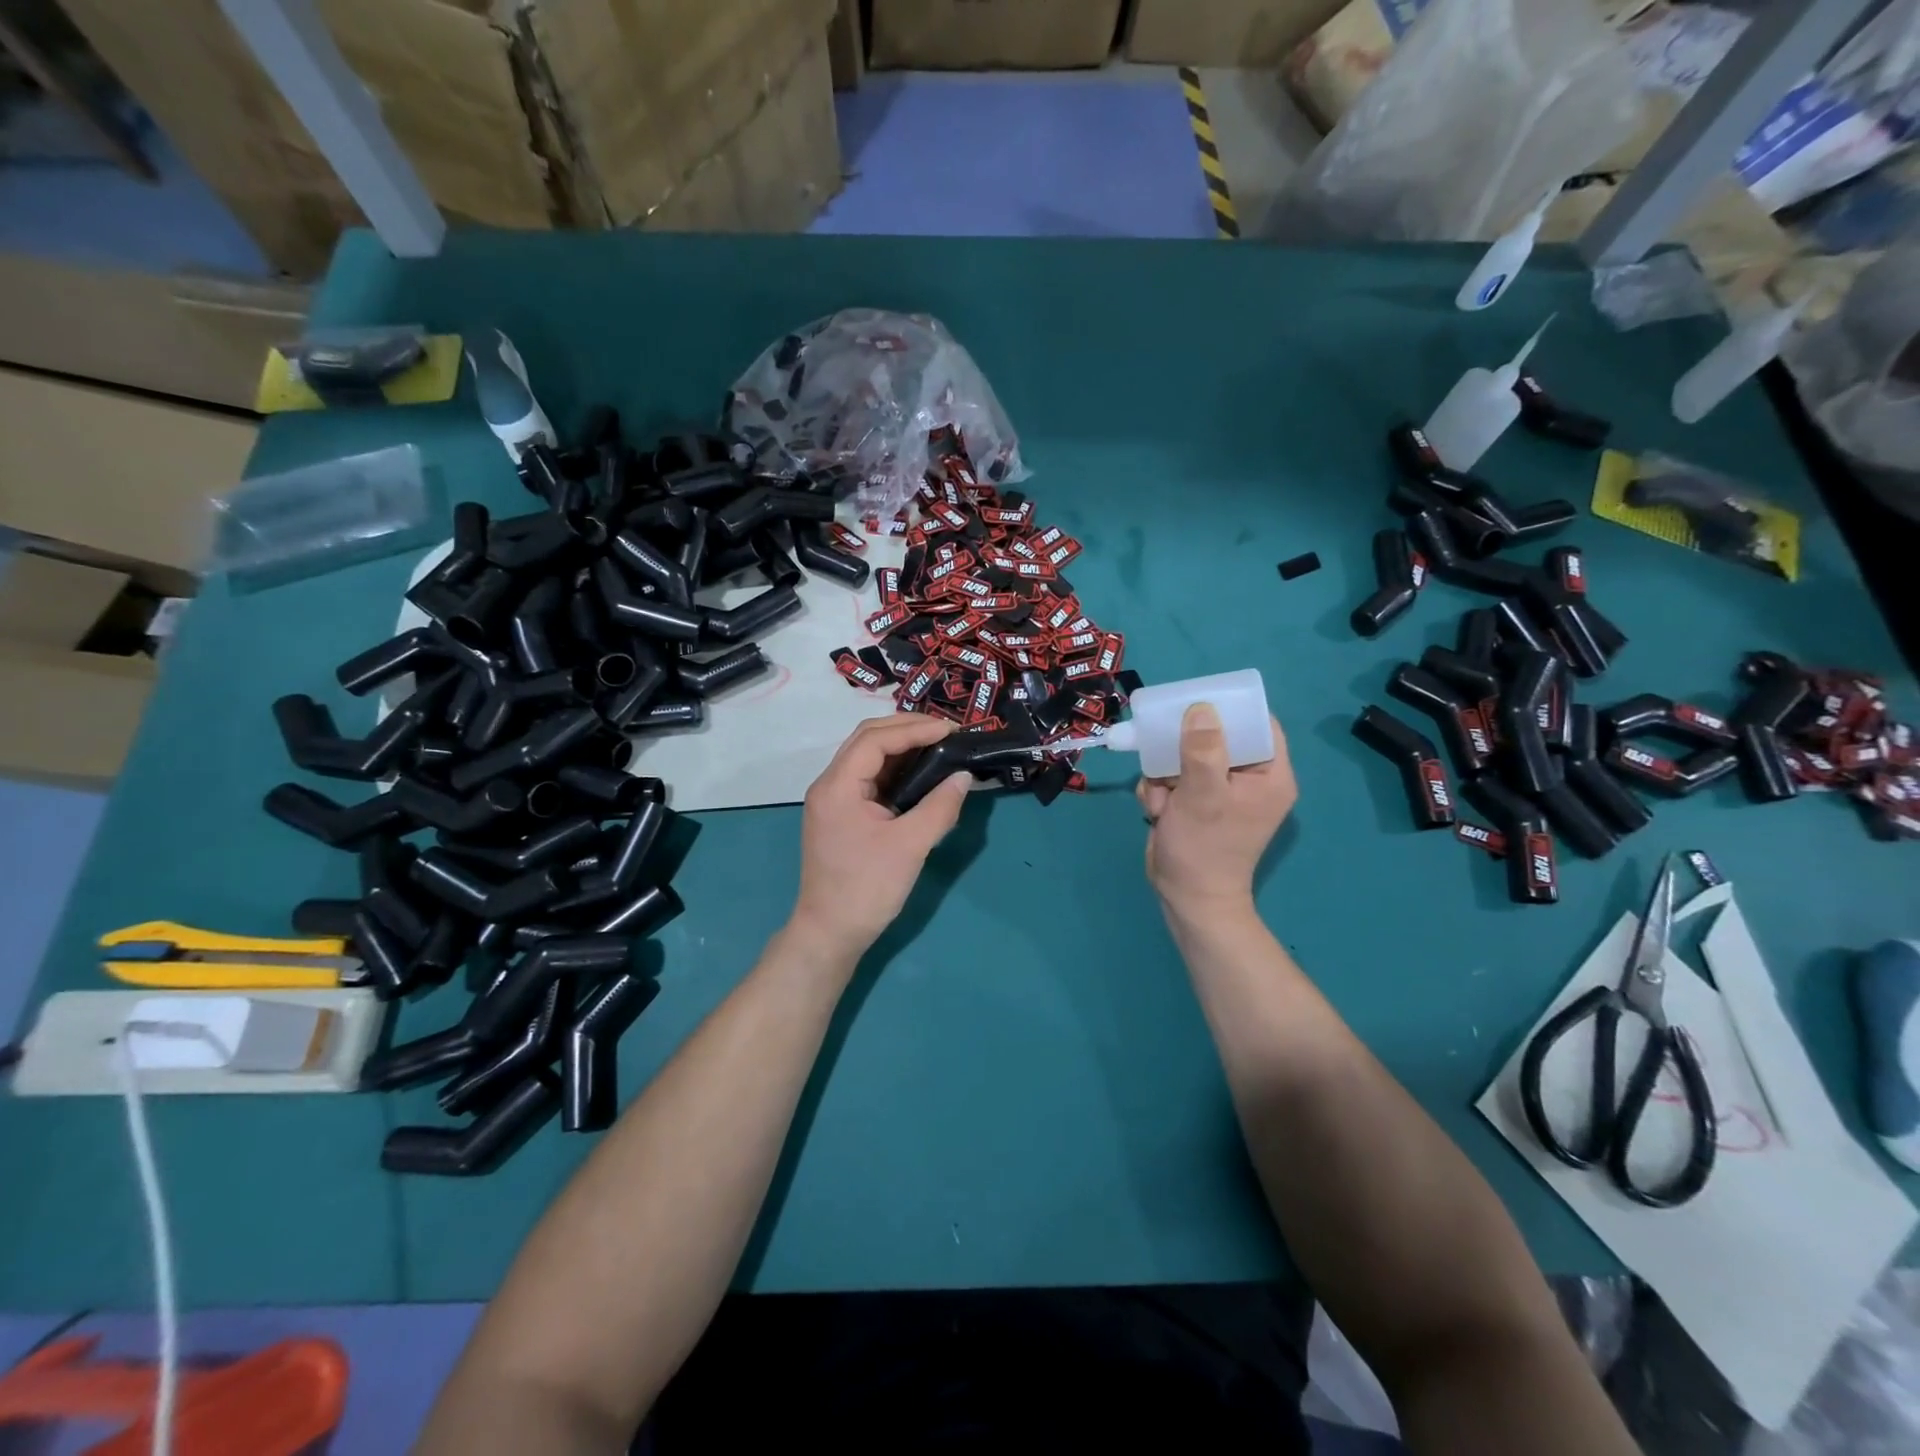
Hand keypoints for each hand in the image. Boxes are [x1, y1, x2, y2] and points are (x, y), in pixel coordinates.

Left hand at [789, 715, 971, 963]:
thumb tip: (964, 777)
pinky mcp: (842, 815)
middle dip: (907, 729)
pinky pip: (869, 778)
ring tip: (939, 745)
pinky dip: (895, 769)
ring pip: (867, 757)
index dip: (915, 729)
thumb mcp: (910, 846)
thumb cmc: (867, 889)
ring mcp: (833, 800)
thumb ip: (939, 807)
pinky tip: (920, 773)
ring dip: (901, 746)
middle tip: (947, 732)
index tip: (952, 730)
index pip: (876, 739)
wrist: (830, 933)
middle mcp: (829, 784)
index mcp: (837, 786)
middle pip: (867, 739)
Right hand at [1138, 705, 1295, 918]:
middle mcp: (1248, 779)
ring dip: (1165, 773)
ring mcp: (1220, 792)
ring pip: (1186, 757)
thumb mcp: (1203, 794)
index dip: (1231, 710)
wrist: (1186, 898)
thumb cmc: (1204, 847)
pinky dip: (1160, 790)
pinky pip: (1173, 778)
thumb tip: (1201, 708)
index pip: (1259, 725)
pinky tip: (1157, 810)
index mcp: (1269, 775)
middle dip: (1183, 748)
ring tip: (1162, 797)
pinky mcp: (1195, 804)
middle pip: (1216, 737)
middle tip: (1165, 747)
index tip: (1198, 702)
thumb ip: (1203, 749)